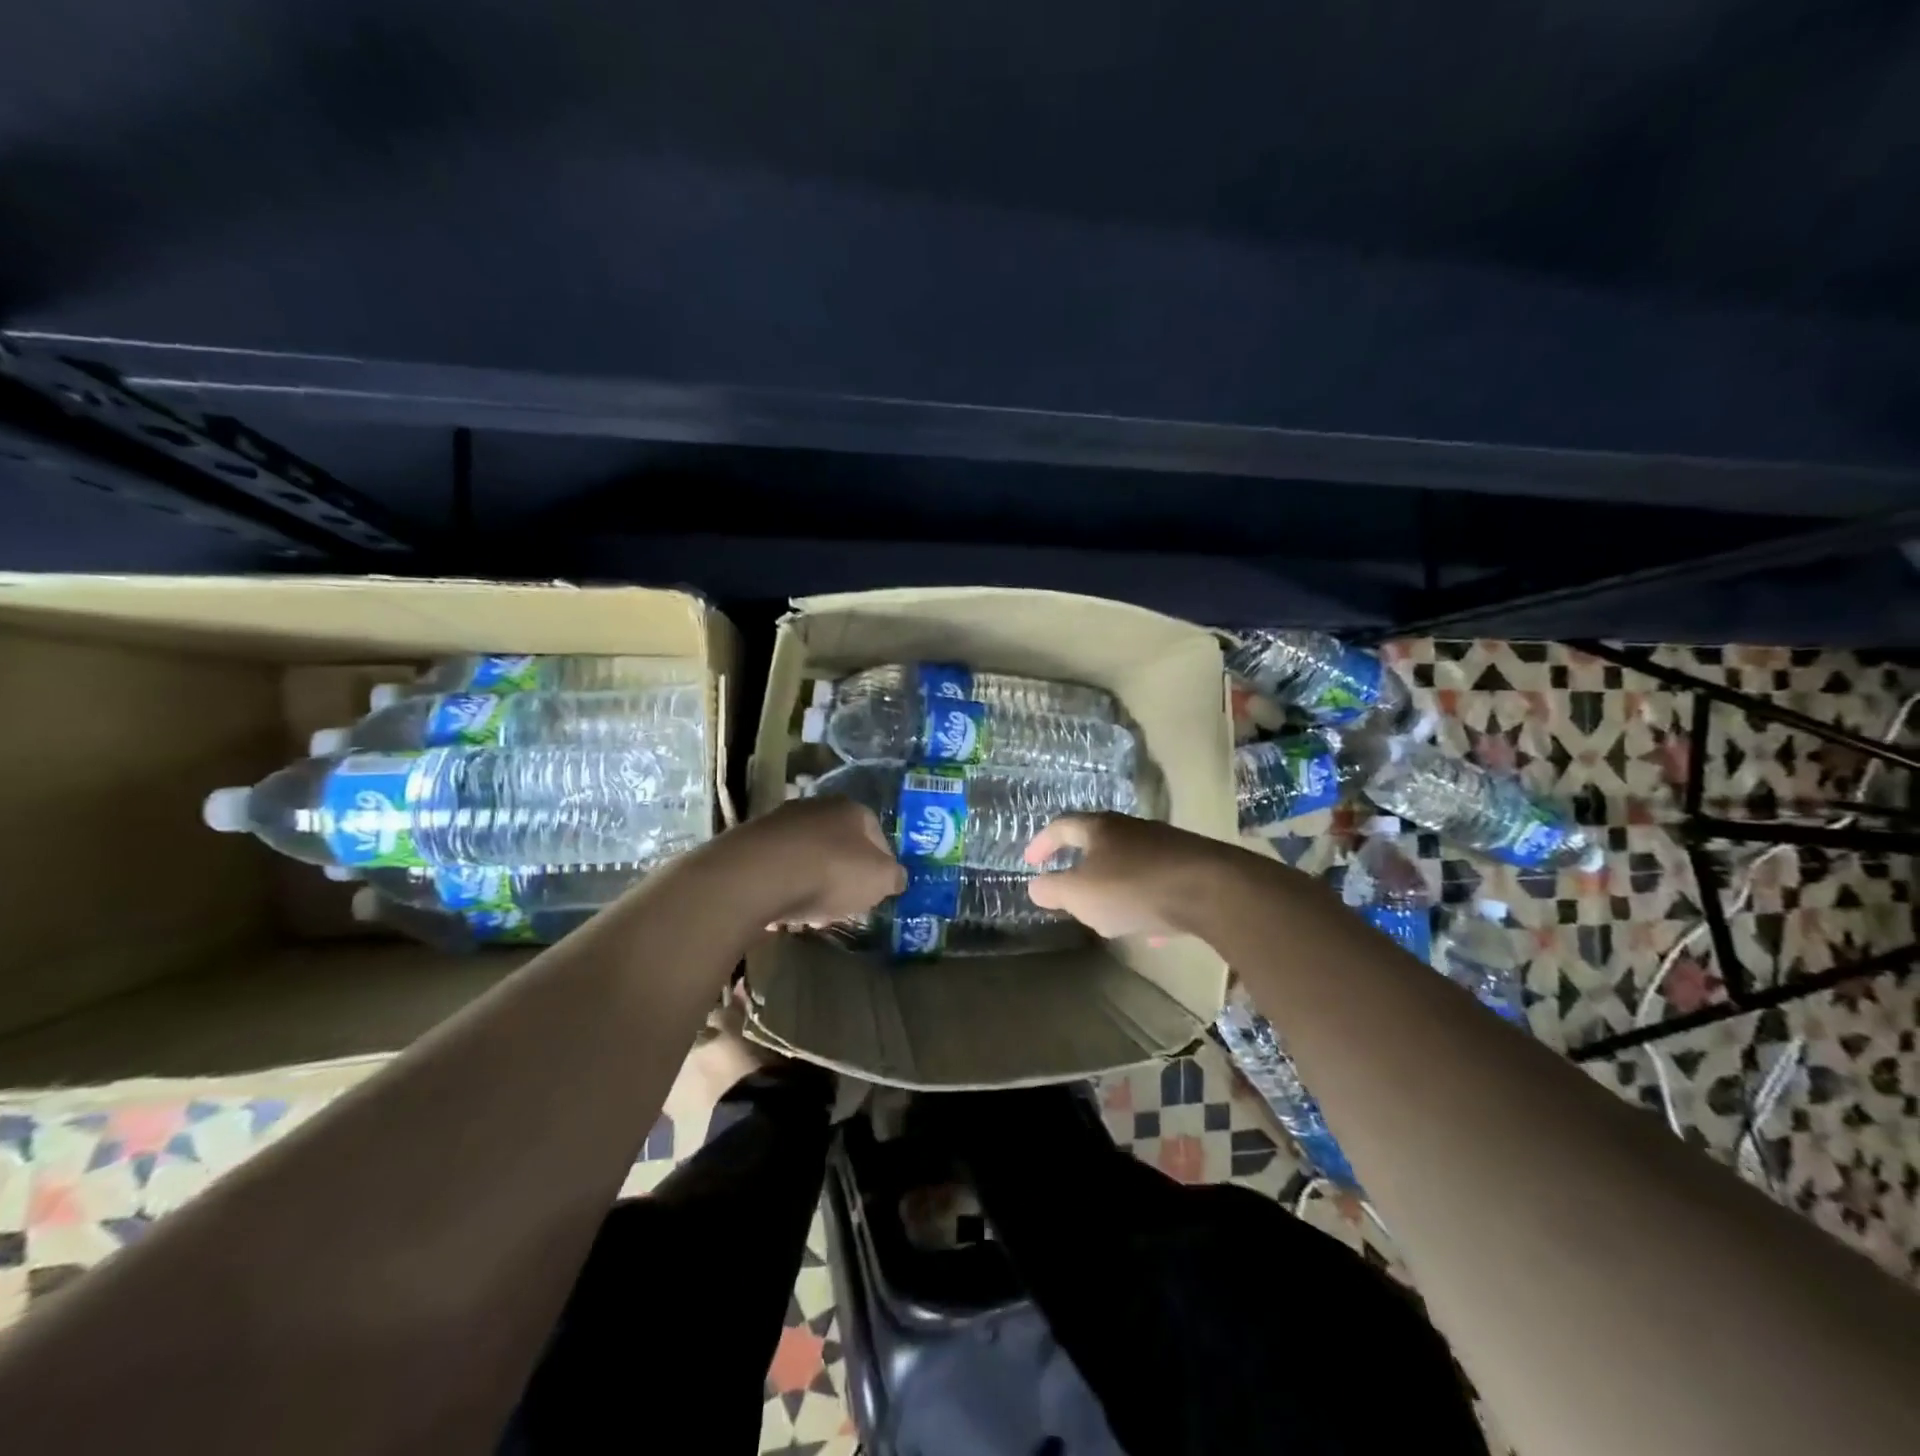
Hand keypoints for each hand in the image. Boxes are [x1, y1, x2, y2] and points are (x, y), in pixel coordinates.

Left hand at [735, 795, 905, 927]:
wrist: (758, 875)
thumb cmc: (831, 872)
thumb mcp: (879, 880)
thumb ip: (894, 877)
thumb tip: (896, 878)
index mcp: (852, 809)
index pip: (877, 834)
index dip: (882, 865)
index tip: (877, 891)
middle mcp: (816, 806)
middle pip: (839, 843)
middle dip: (844, 873)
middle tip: (844, 903)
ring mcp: (780, 821)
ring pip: (807, 855)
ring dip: (812, 881)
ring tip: (811, 913)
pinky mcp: (750, 842)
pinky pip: (778, 867)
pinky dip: (784, 885)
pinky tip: (783, 908)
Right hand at [1024, 814, 1231, 937]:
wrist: (1211, 889)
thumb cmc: (1133, 887)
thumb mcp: (1080, 894)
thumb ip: (1053, 890)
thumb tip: (1035, 886)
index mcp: (1099, 828)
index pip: (1061, 826)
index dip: (1042, 843)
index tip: (1031, 861)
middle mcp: (1131, 829)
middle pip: (1099, 841)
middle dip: (1083, 866)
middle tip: (1071, 888)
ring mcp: (1164, 845)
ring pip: (1130, 864)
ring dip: (1115, 886)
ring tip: (1109, 915)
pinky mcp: (1191, 866)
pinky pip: (1159, 884)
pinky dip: (1147, 904)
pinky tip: (1152, 933)